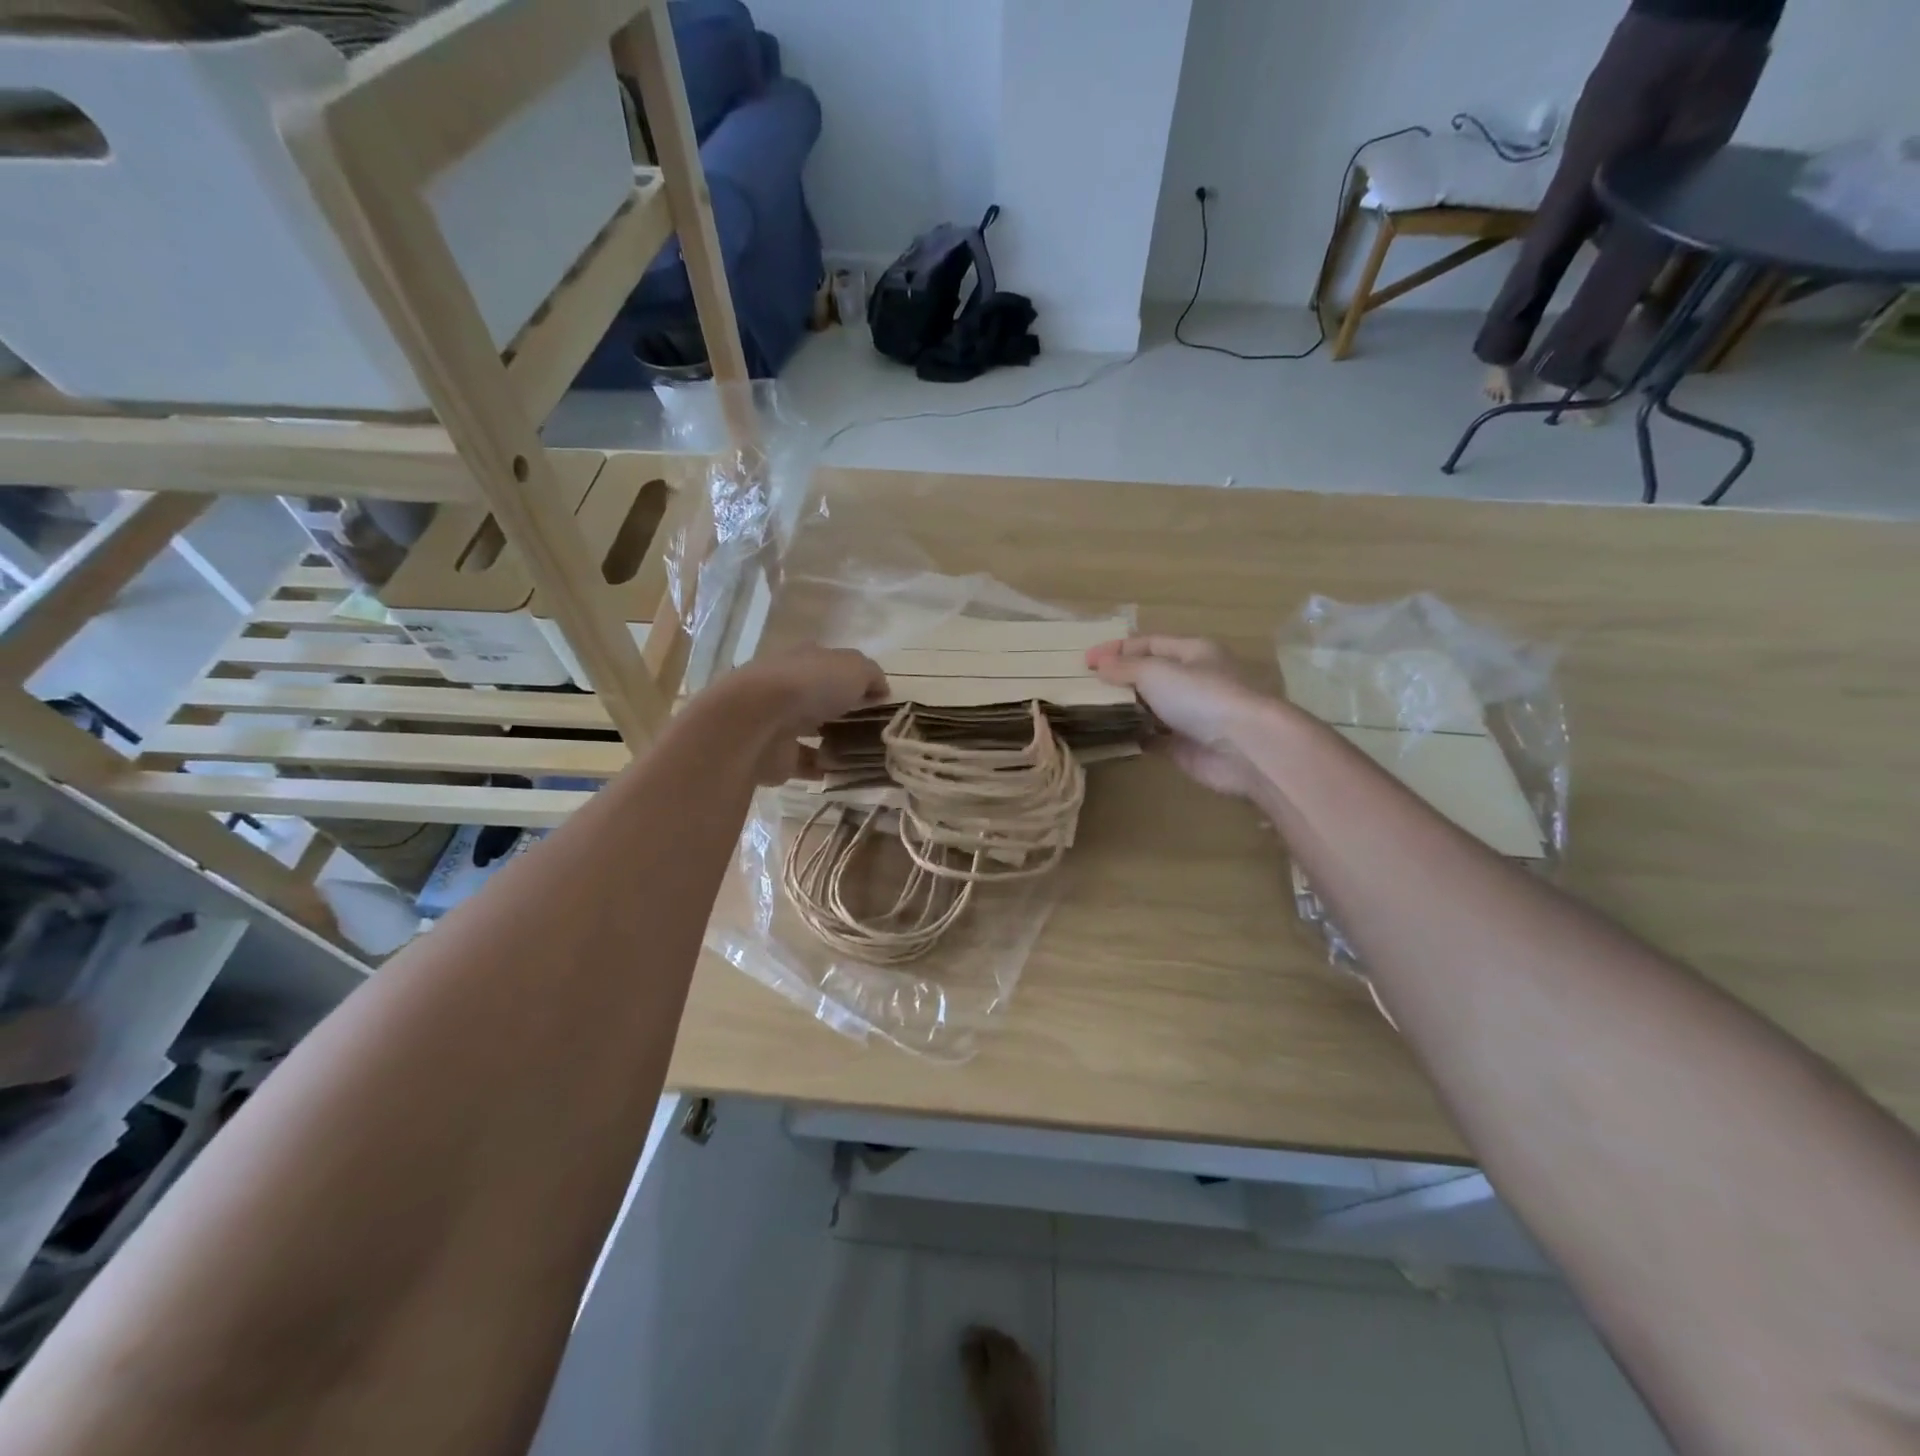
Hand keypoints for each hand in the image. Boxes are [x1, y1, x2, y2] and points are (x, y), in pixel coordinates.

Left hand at [711, 646, 888, 783]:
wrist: (757, 721)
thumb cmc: (810, 685)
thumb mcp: (854, 668)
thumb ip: (872, 676)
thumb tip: (881, 689)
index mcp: (804, 660)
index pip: (832, 666)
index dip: (855, 680)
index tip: (878, 699)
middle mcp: (788, 687)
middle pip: (821, 699)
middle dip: (843, 711)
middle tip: (875, 729)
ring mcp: (778, 722)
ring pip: (811, 731)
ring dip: (832, 741)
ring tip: (864, 753)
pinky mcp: (775, 756)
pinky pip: (805, 762)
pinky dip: (822, 768)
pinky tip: (845, 773)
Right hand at [1087, 636, 1272, 798]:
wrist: (1244, 747)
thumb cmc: (1201, 696)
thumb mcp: (1155, 672)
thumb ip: (1124, 668)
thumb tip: (1099, 666)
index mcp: (1193, 652)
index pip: (1149, 643)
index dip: (1116, 649)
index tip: (1083, 661)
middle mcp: (1193, 680)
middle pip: (1150, 675)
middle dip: (1118, 679)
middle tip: (1082, 686)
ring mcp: (1191, 715)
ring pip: (1150, 707)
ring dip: (1124, 708)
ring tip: (1088, 710)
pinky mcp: (1186, 746)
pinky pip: (1153, 738)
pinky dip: (1133, 736)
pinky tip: (1109, 736)